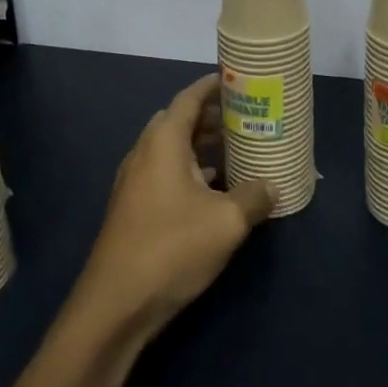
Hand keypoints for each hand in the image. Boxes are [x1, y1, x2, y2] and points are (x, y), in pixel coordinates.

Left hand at [72, 73, 276, 337]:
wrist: (115, 305)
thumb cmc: (171, 248)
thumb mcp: (226, 222)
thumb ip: (254, 197)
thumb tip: (272, 185)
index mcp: (163, 142)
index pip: (189, 98)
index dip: (213, 86)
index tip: (238, 81)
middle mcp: (145, 153)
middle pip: (180, 122)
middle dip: (212, 117)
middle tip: (246, 119)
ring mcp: (135, 181)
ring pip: (173, 150)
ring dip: (202, 147)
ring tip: (237, 151)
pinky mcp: (134, 208)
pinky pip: (166, 173)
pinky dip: (191, 171)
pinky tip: (215, 190)